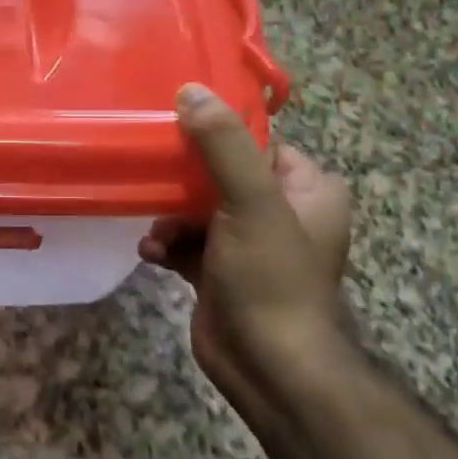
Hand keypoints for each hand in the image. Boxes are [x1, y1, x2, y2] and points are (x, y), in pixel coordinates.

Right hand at [139, 83, 351, 413]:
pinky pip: (187, 242)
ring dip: (169, 216)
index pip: (257, 142)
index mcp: (307, 189)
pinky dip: (168, 244)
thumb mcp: (251, 202)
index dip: (217, 133)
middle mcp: (281, 212)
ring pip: (197, 208)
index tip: (173, 123)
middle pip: (220, 173)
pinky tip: (151, 252)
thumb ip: (222, 144)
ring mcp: (248, 244)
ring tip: (155, 230)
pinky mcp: (219, 272)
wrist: (269, 368)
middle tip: (150, 172)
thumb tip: (190, 90)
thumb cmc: (271, 278)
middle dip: (182, 178)